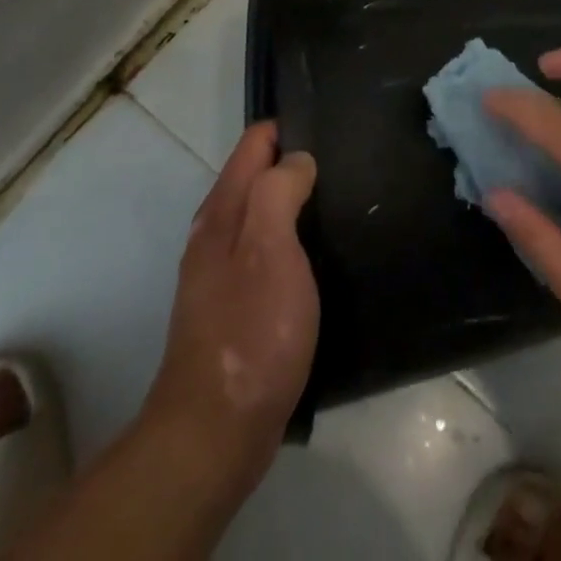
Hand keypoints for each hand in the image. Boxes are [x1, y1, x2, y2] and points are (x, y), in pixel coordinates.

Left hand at [141, 122, 318, 486]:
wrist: (215, 433)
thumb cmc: (249, 331)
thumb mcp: (270, 248)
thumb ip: (280, 191)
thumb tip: (298, 158)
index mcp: (222, 211)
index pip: (254, 143)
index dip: (290, 129)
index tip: (331, 128)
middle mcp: (216, 234)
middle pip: (256, 176)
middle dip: (294, 162)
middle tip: (346, 164)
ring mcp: (222, 273)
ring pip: (261, 215)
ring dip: (294, 202)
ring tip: (341, 202)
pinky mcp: (236, 308)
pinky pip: (267, 252)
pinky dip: (292, 240)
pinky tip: (320, 256)